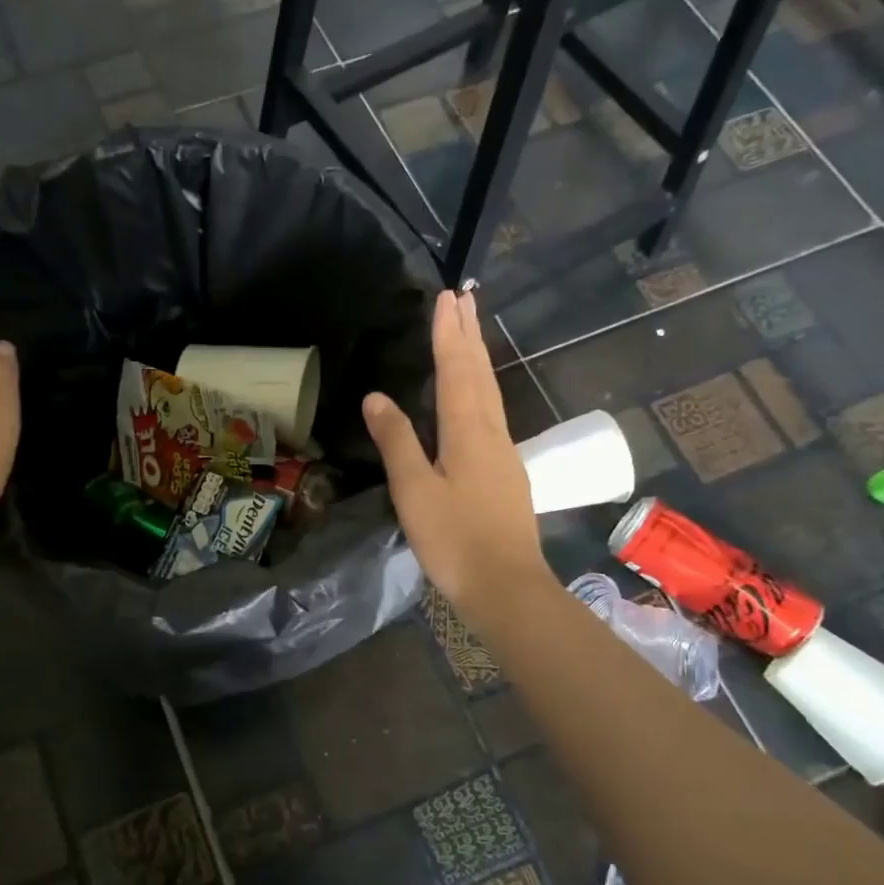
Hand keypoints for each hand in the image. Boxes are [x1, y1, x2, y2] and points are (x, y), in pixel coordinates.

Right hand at [363, 289, 551, 626]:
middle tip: (464, 298)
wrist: (506, 586)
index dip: (449, 334)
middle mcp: (492, 433)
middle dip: (469, 335)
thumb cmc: (455, 539)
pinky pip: (492, 414)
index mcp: (468, 432)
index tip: (446, 297)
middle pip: (481, 373)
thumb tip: (376, 397)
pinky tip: (476, 397)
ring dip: (478, 358)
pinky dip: (481, 389)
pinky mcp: (506, 474)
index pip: (457, 370)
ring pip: (490, 393)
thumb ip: (396, 441)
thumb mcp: (415, 491)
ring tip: (470, 333)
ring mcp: (504, 453)